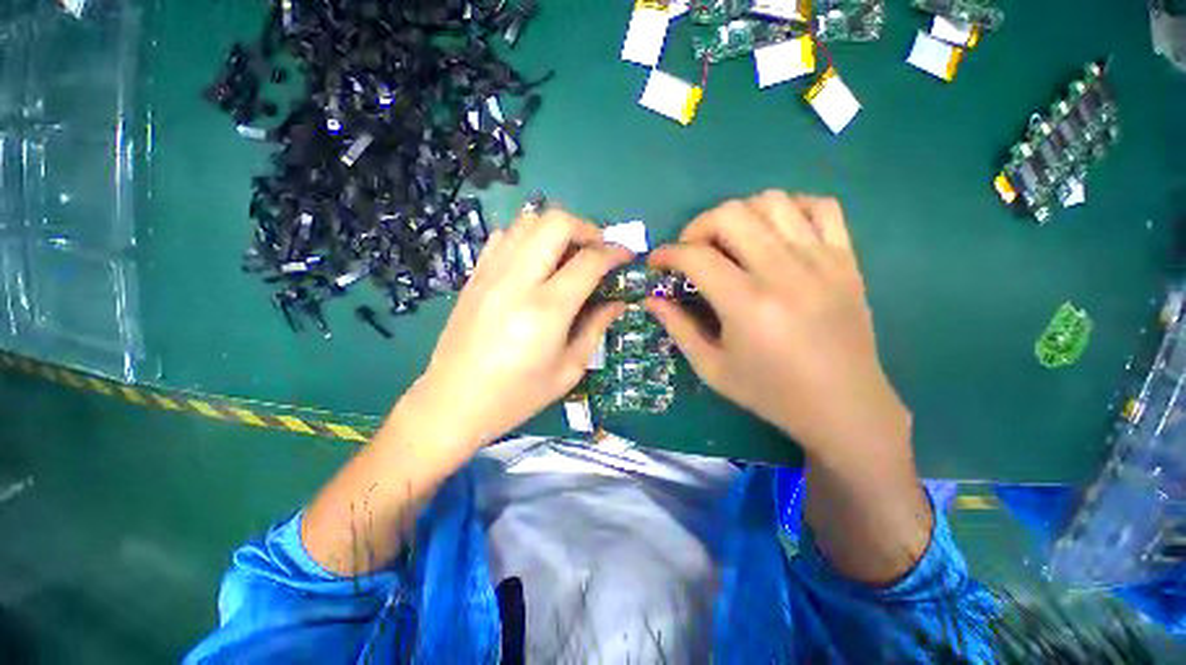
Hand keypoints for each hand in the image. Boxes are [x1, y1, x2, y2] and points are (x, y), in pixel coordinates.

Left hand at [405, 208, 630, 455]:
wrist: (453, 402)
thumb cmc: (517, 395)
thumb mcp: (568, 369)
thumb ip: (596, 328)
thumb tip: (618, 302)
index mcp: (547, 309)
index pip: (589, 261)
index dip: (615, 252)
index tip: (627, 256)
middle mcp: (517, 281)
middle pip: (555, 223)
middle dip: (586, 228)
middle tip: (597, 251)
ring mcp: (491, 273)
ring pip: (528, 221)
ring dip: (557, 229)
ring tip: (569, 254)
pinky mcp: (475, 276)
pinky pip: (505, 236)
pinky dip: (528, 237)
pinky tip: (536, 261)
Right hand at [647, 191, 909, 461]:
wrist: (844, 406)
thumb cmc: (770, 392)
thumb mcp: (712, 368)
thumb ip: (677, 328)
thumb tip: (650, 299)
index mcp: (747, 304)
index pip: (696, 257)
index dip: (667, 253)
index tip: (657, 263)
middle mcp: (784, 272)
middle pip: (731, 215)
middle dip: (697, 226)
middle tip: (691, 251)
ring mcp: (821, 260)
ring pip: (773, 201)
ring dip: (739, 214)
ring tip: (731, 241)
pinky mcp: (847, 259)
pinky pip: (822, 207)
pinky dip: (791, 208)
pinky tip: (776, 232)